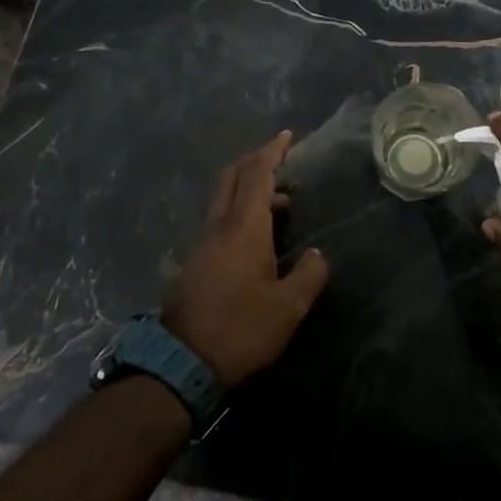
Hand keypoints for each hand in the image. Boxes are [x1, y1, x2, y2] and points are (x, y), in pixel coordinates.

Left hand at [165, 131, 330, 388]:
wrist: (182, 363)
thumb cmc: (241, 330)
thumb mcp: (288, 308)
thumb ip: (309, 275)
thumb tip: (318, 256)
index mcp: (243, 229)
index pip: (257, 176)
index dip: (271, 153)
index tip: (285, 136)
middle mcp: (218, 228)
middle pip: (232, 178)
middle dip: (254, 161)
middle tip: (279, 158)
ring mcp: (202, 245)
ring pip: (224, 200)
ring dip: (248, 190)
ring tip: (281, 203)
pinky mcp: (195, 263)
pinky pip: (219, 221)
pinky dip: (240, 212)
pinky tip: (258, 236)